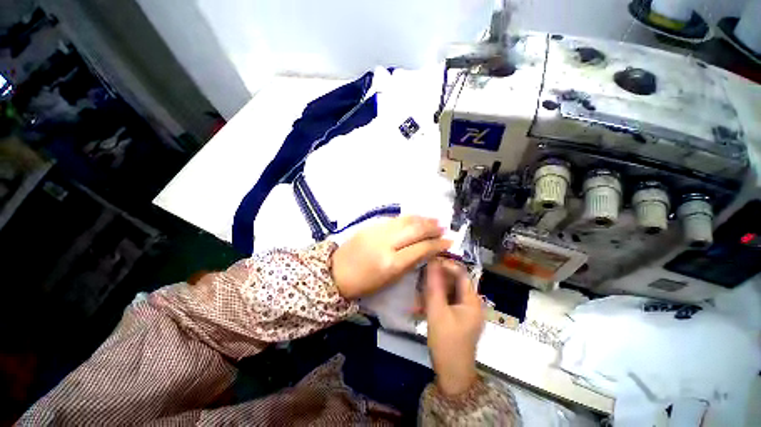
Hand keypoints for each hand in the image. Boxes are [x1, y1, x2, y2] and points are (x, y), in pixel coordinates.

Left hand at [331, 216, 451, 299]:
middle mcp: (386, 243)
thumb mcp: (390, 279)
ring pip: (405, 220)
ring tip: (434, 219)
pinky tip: (416, 218)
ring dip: (422, 219)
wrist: (336, 272)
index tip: (449, 241)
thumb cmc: (364, 283)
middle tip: (444, 227)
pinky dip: (408, 218)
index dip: (437, 244)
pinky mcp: (371, 225)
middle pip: (415, 230)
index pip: (421, 248)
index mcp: (391, 263)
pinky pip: (395, 219)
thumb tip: (426, 250)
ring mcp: (378, 231)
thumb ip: (409, 262)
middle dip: (432, 227)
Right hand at [424, 259, 483, 395]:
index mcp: (472, 300)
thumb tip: (432, 261)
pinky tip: (423, 304)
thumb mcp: (437, 312)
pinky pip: (447, 301)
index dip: (445, 264)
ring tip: (419, 293)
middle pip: (454, 281)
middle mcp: (472, 302)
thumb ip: (434, 286)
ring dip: (434, 289)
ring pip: (449, 291)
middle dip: (437, 278)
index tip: (428, 262)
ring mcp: (466, 311)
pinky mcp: (459, 317)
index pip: (461, 273)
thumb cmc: (446, 343)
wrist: (452, 375)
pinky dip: (436, 299)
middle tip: (420, 278)